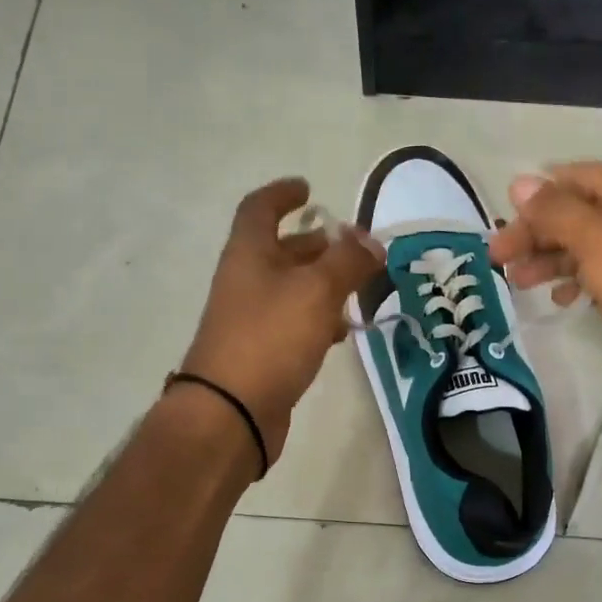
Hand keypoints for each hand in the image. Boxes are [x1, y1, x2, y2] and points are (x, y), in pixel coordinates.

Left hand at [180, 177, 383, 468]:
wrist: (231, 411)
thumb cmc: (271, 337)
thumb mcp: (317, 290)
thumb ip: (348, 261)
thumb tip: (371, 240)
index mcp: (250, 253)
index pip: (260, 209)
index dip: (283, 194)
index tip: (308, 189)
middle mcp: (246, 280)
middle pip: (280, 250)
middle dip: (316, 244)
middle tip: (353, 247)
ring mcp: (251, 318)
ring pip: (290, 289)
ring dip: (322, 283)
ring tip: (359, 290)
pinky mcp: (262, 352)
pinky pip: (293, 322)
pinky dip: (318, 318)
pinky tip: (341, 332)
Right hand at [488, 162, 601, 419]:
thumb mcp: (596, 238)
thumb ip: (555, 211)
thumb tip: (519, 182)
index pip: (573, 178)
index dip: (536, 195)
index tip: (502, 221)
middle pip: (575, 214)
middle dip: (535, 233)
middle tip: (498, 259)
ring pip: (583, 249)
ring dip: (549, 260)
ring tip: (517, 282)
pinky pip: (599, 279)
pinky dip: (575, 285)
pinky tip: (559, 301)